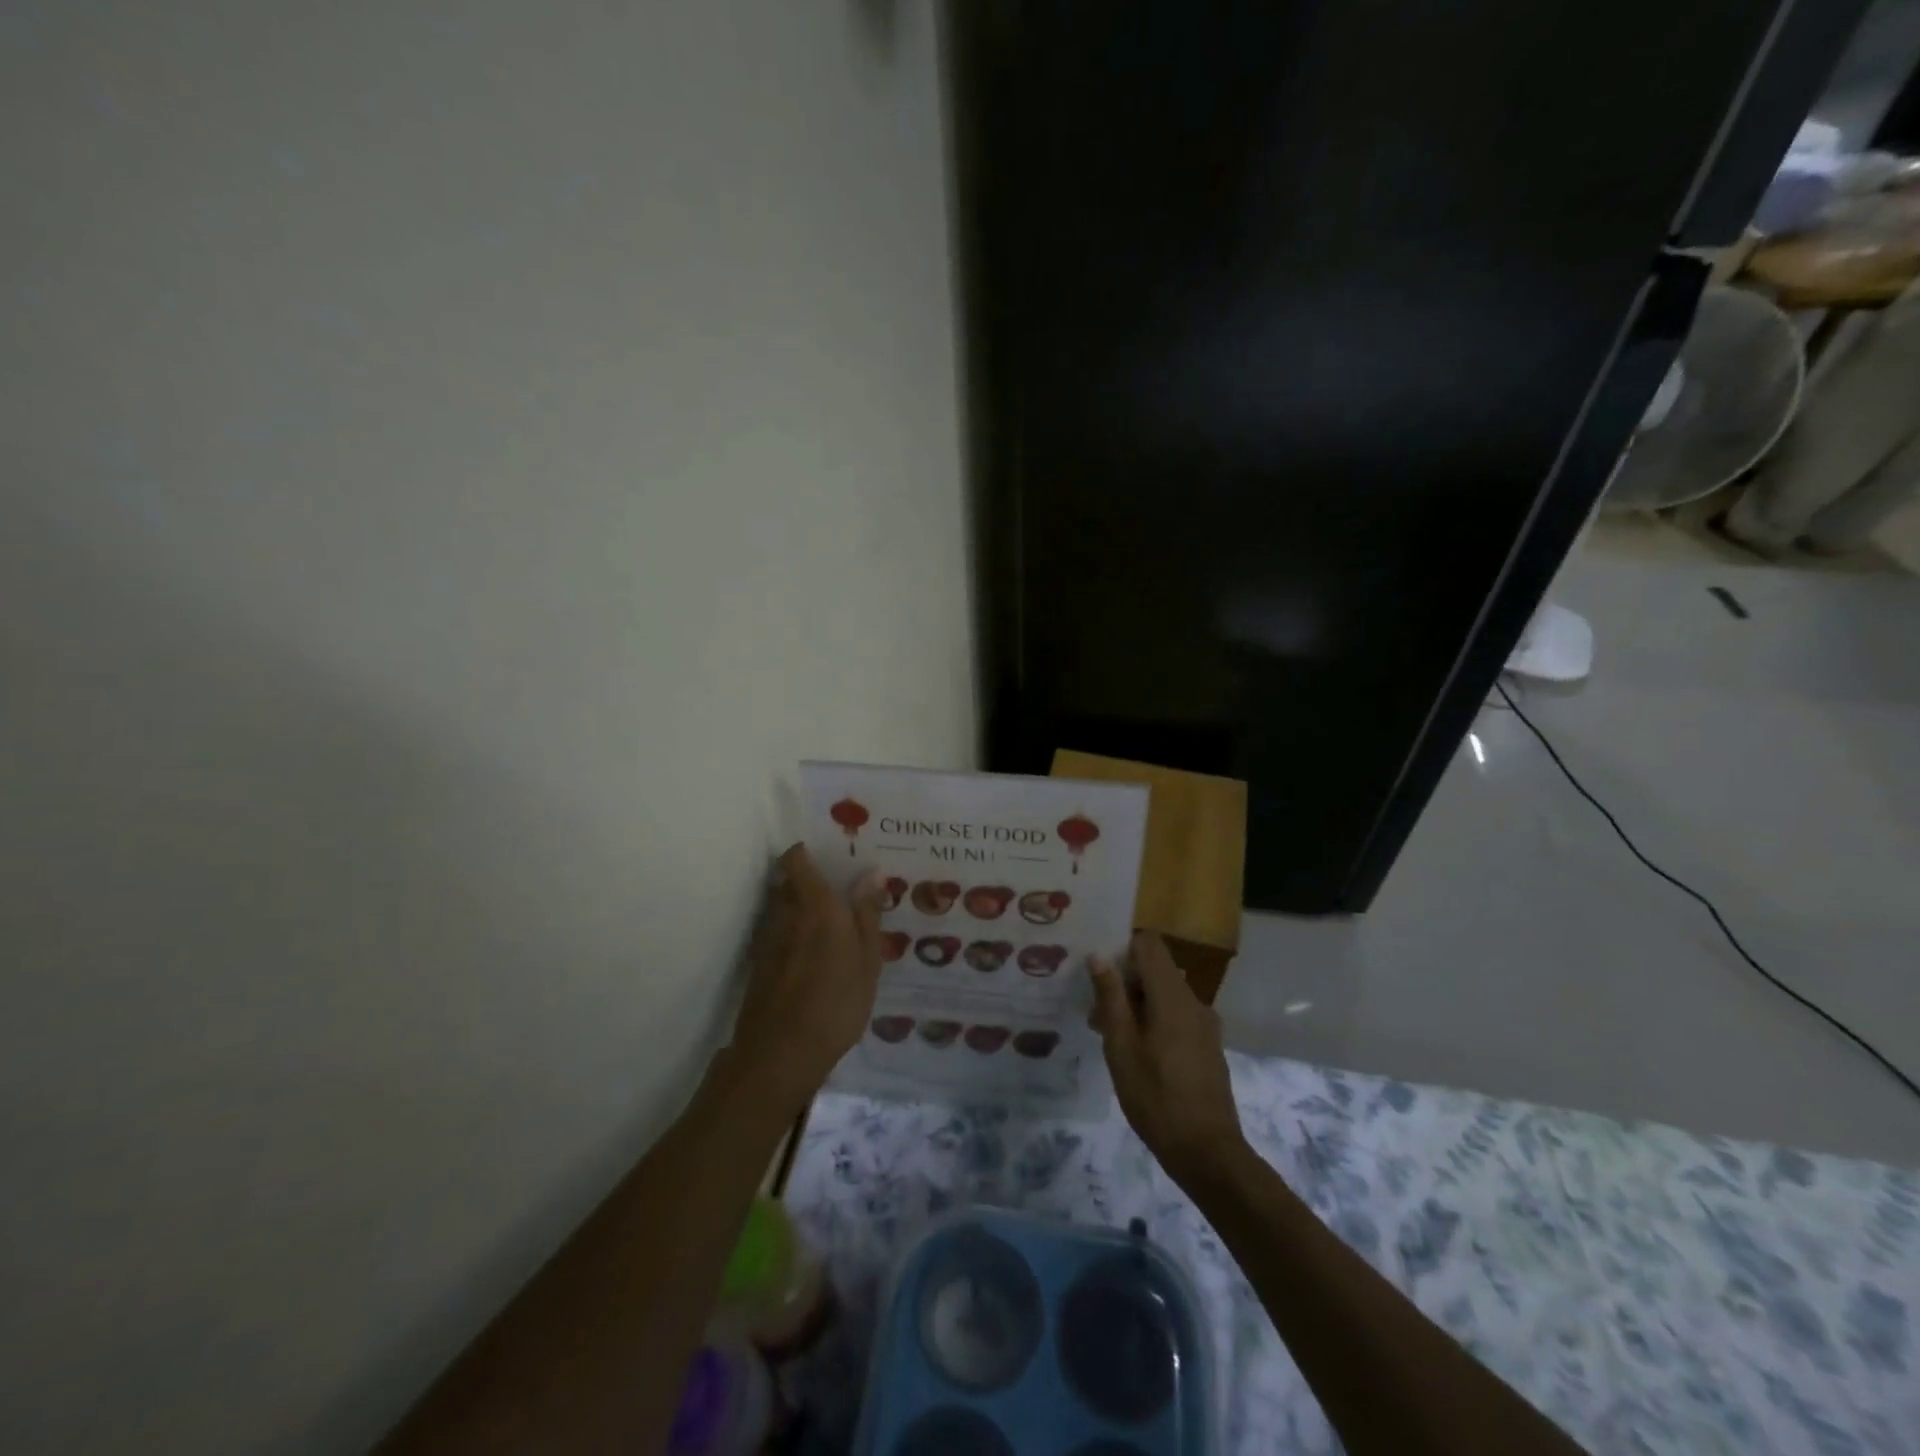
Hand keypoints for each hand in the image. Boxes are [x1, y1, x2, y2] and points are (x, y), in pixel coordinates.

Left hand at [726, 844, 885, 1112]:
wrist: (780, 1054)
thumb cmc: (836, 1001)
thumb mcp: (866, 958)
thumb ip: (867, 913)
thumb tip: (871, 872)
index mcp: (814, 904)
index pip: (797, 859)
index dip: (809, 850)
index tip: (833, 853)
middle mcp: (785, 913)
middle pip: (790, 881)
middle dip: (811, 880)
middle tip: (843, 889)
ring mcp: (768, 940)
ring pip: (784, 908)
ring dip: (803, 909)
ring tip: (833, 923)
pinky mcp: (760, 965)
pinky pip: (780, 934)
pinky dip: (795, 934)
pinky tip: (816, 955)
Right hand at [1090, 931, 1246, 1183]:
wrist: (1208, 1153)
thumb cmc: (1156, 1098)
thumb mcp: (1121, 1047)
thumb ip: (1110, 997)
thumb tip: (1098, 956)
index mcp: (1172, 995)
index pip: (1149, 944)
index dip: (1122, 950)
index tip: (1099, 975)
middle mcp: (1193, 1000)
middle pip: (1155, 969)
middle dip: (1124, 983)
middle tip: (1095, 1015)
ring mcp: (1204, 1023)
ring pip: (1164, 994)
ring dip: (1136, 1005)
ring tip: (1111, 1038)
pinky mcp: (1207, 1044)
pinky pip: (1177, 1015)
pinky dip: (1154, 1021)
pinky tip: (1137, 1054)